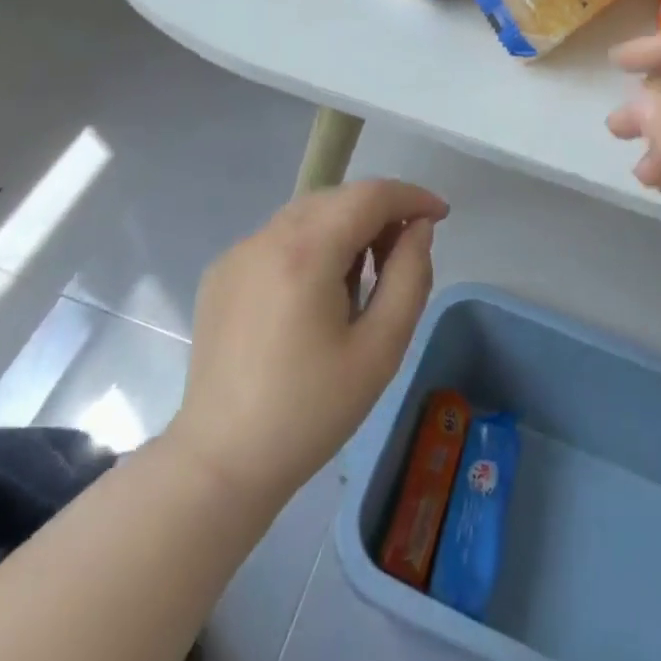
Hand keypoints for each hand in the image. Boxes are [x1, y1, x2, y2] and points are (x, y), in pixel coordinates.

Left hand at [169, 178, 448, 507]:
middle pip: (339, 197)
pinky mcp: (222, 272)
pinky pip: (280, 237)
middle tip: (403, 255)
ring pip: (309, 213)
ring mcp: (239, 251)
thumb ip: (410, 276)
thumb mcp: (380, 349)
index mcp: (306, 252)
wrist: (220, 465)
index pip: (370, 195)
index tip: (440, 216)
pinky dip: (311, 244)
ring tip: (361, 278)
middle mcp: (267, 236)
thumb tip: (418, 229)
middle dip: (380, 212)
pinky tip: (315, 294)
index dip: (412, 197)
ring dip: (346, 226)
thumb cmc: (310, 412)